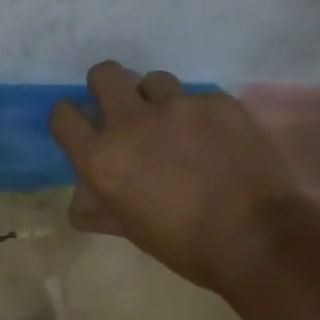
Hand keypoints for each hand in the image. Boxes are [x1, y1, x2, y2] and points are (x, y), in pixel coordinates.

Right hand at [49, 62, 319, 292]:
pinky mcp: (217, 101)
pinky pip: (198, 97)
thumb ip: (100, 208)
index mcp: (102, 157)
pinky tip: (216, 139)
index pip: (63, 114)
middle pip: (104, 74)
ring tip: (177, 125)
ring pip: (154, 80)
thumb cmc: (184, 245)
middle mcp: (132, 121)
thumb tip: (82, 203)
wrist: (256, 238)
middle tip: (124, 109)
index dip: (69, 116)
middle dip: (107, 86)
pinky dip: (200, 114)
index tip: (81, 124)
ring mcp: (178, 106)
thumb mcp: (130, 230)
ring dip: (157, 99)